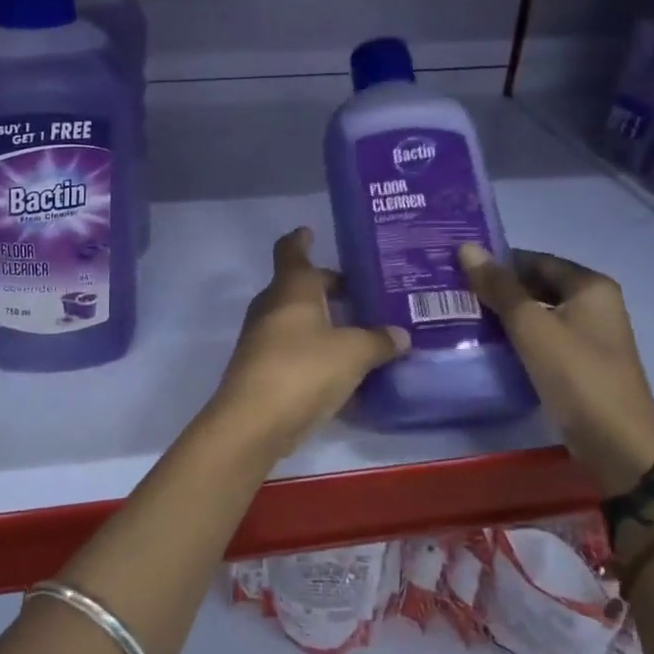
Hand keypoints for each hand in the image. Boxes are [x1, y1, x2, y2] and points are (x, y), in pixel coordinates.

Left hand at [206, 228, 409, 456]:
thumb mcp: (353, 354)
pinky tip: (340, 366)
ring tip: (357, 329)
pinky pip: (292, 347)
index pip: (292, 251)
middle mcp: (272, 306)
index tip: (310, 231)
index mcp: (292, 288)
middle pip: (299, 286)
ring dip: (321, 320)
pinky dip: (314, 348)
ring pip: (296, 318)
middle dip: (326, 286)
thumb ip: (378, 341)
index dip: (301, 240)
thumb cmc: (303, 370)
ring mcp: (262, 338)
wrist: (253, 421)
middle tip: (359, 291)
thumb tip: (400, 334)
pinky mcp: (261, 368)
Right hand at [457, 245, 653, 491]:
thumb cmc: (576, 375)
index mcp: (590, 286)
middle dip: (499, 288)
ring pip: (539, 313)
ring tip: (461, 314)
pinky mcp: (580, 364)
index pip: (535, 259)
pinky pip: (543, 338)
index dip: (498, 261)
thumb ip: (499, 287)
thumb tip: (466, 247)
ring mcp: (590, 336)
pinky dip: (517, 337)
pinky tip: (487, 343)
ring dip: (505, 314)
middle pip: (537, 285)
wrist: (617, 444)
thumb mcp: (531, 327)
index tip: (457, 266)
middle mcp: (595, 305)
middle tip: (454, 291)